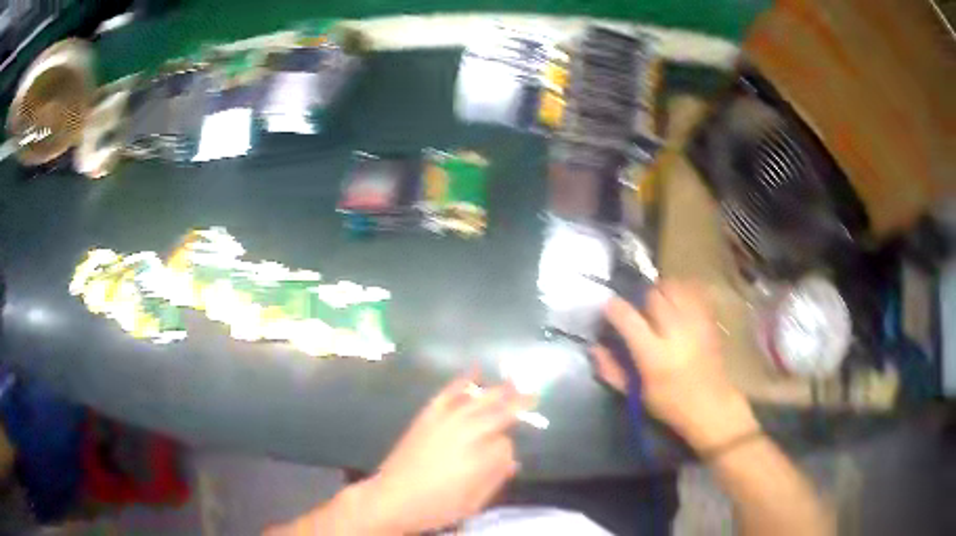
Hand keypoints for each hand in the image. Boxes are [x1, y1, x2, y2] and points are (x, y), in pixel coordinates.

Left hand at [356, 376, 530, 533]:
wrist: (393, 498)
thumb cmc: (437, 506)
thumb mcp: (474, 502)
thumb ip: (495, 477)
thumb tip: (512, 459)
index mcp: (480, 458)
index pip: (506, 443)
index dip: (509, 447)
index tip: (507, 455)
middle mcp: (466, 434)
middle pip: (497, 412)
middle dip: (517, 403)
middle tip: (533, 393)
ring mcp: (446, 422)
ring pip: (477, 400)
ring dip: (497, 390)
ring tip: (513, 381)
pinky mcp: (428, 416)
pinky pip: (448, 393)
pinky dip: (463, 381)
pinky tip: (474, 372)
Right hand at [591, 281, 757, 450]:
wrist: (712, 406)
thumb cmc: (670, 405)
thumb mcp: (636, 395)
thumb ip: (612, 370)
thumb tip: (594, 347)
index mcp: (654, 356)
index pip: (628, 318)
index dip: (614, 308)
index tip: (608, 308)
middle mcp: (676, 333)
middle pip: (653, 296)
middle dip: (641, 299)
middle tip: (638, 311)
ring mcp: (696, 324)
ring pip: (675, 288)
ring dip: (662, 292)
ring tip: (658, 305)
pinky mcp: (709, 320)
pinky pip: (694, 292)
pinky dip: (682, 292)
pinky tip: (677, 304)